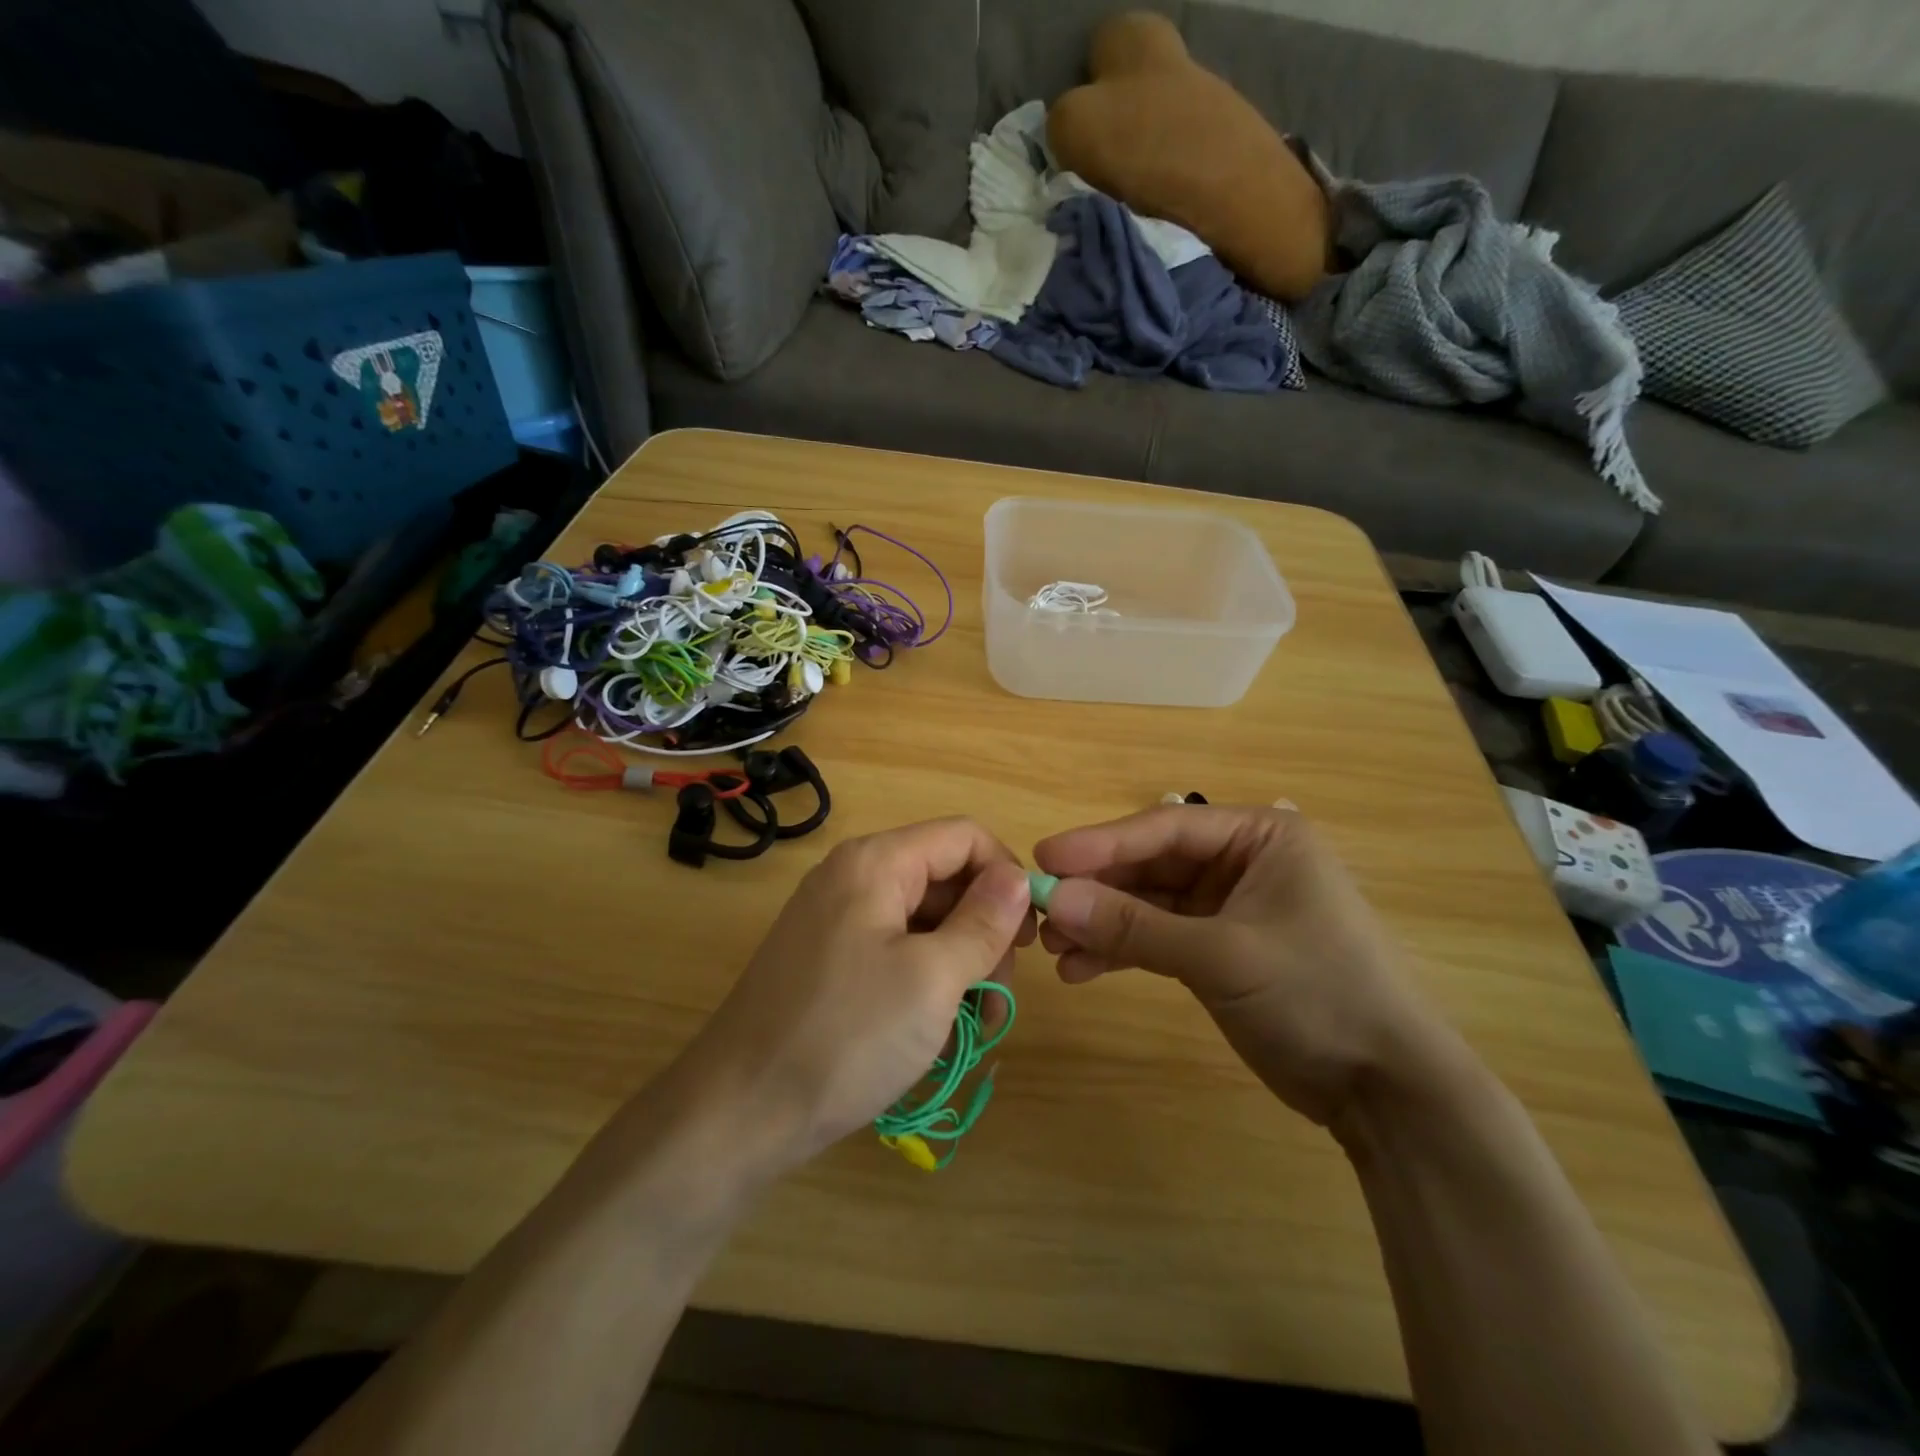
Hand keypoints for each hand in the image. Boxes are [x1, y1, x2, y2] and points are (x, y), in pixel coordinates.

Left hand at [680, 819, 1035, 1172]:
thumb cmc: (846, 1037)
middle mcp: (855, 877)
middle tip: (997, 1000)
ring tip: (972, 1028)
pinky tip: (935, 1031)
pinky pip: (896, 950)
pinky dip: (926, 982)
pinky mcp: (831, 959)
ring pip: (925, 921)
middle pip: (946, 880)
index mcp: (876, 862)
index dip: (1006, 877)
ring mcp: (838, 919)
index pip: (965, 837)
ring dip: (961, 966)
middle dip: (985, 933)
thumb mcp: (933, 979)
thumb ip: (983, 921)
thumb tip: (1019, 877)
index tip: (1028, 939)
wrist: (739, 1113)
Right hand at [1034, 804, 1451, 1127]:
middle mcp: (1242, 861)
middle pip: (1151, 864)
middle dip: (1097, 890)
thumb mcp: (1220, 955)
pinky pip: (1159, 937)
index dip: (1100, 842)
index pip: (1164, 826)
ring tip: (1054, 948)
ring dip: (1103, 923)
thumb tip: (1051, 899)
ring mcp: (1229, 906)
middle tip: (1039, 910)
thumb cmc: (1317, 996)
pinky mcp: (1220, 948)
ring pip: (1149, 903)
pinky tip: (1082, 970)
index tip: (1043, 858)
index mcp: (1259, 837)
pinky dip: (1123, 952)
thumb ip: (1133, 926)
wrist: (1387, 1091)